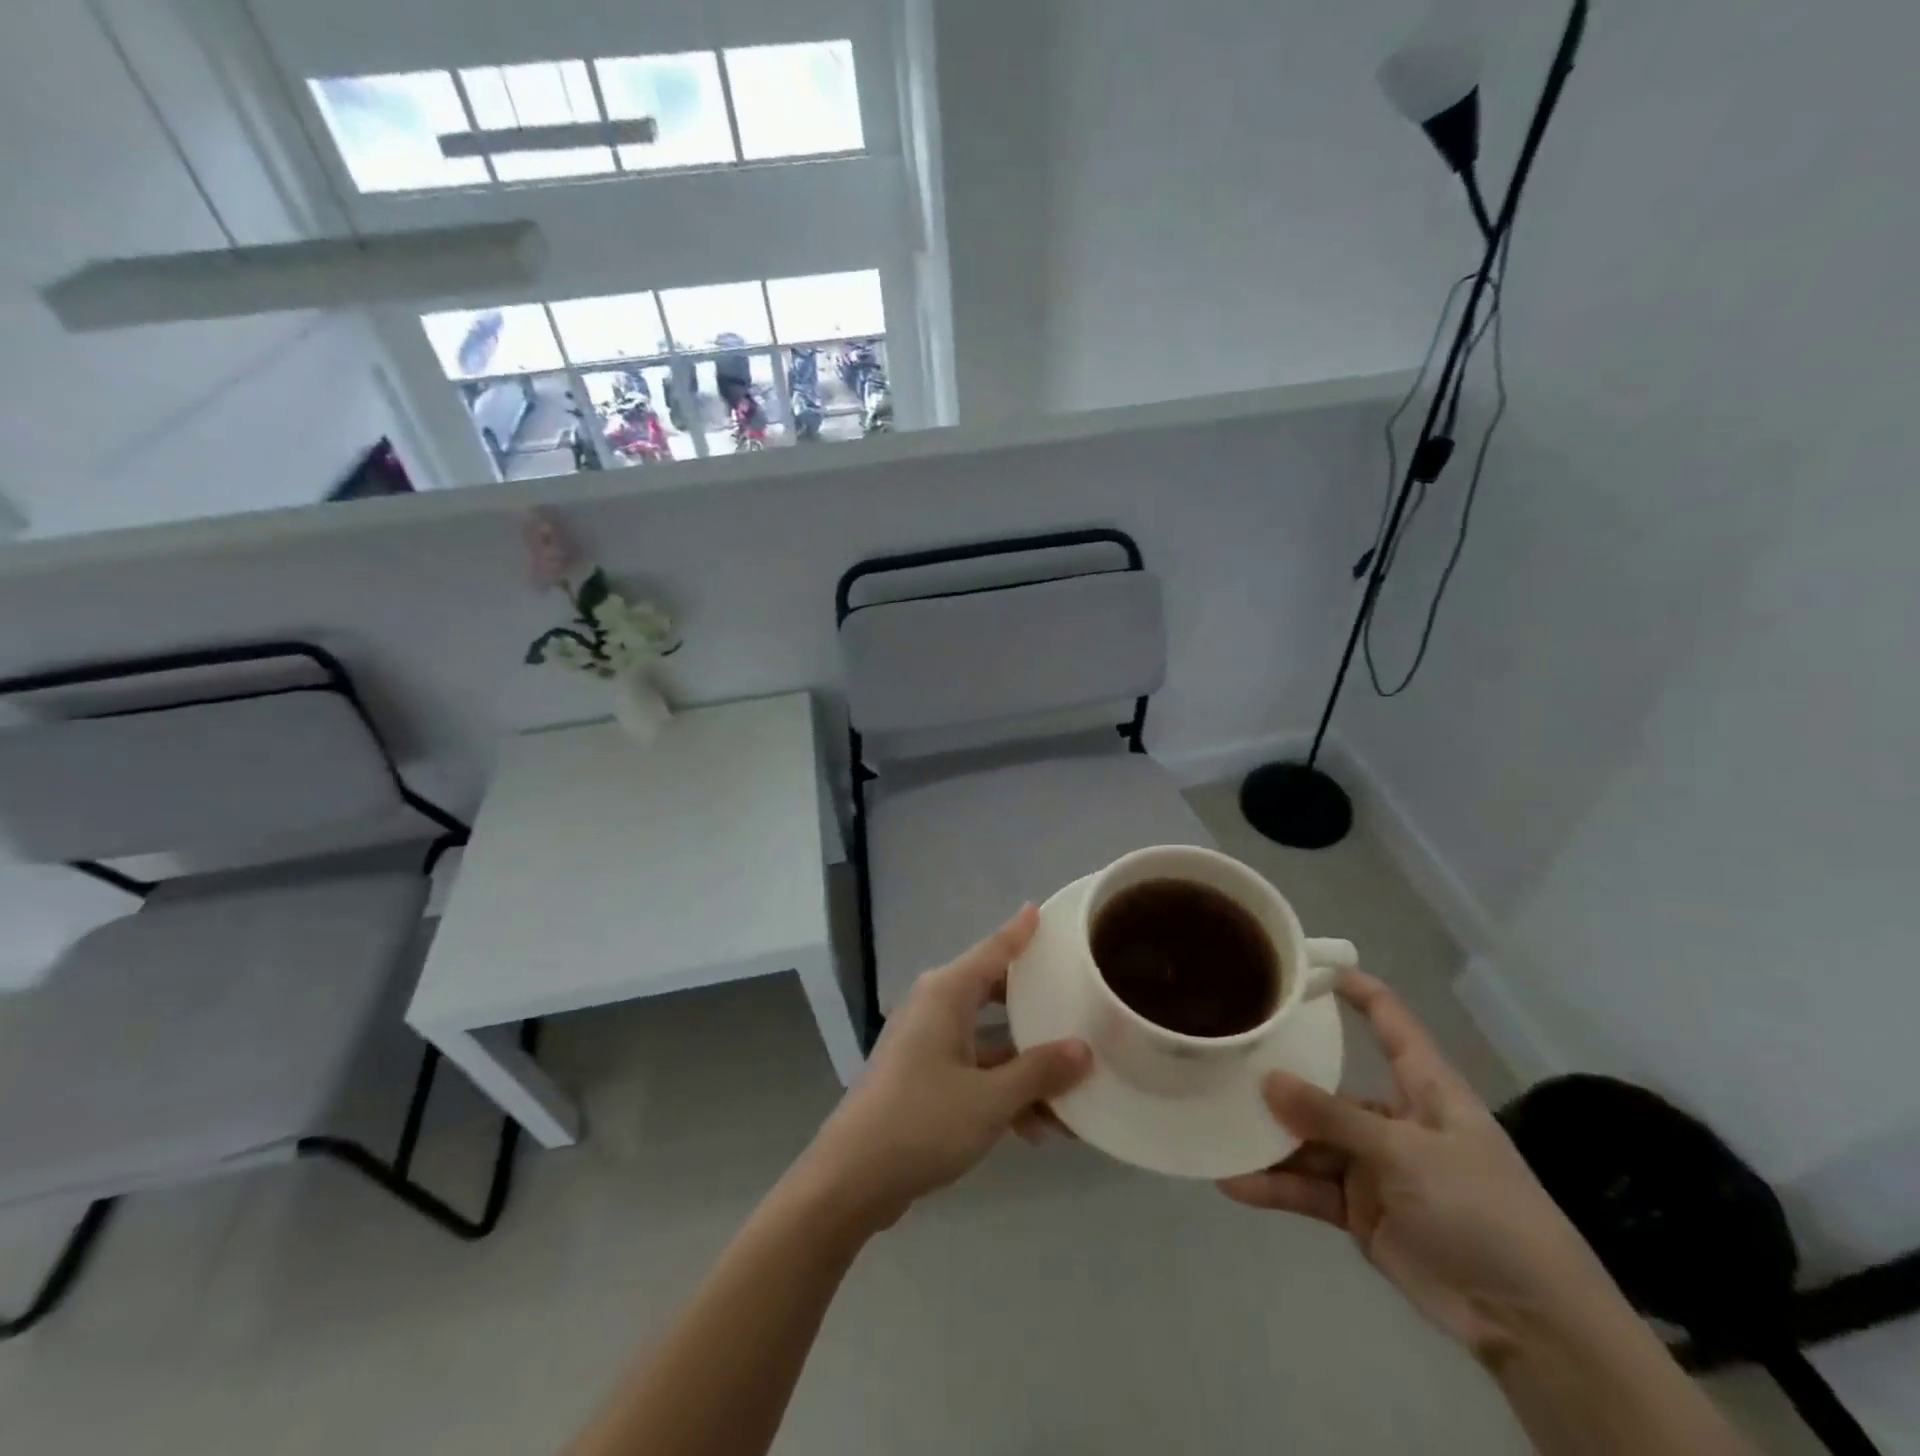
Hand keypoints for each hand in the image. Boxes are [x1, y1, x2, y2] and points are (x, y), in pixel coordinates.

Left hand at [798, 907, 1092, 1230]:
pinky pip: (973, 1068)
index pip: (993, 950)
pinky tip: (1036, 1129)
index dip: (1019, 932)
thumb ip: (1038, 1072)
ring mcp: (926, 1042)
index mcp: (946, 994)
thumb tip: (1083, 1049)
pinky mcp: (923, 1076)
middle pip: (993, 992)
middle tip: (1075, 1000)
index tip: (1041, 909)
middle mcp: (935, 1007)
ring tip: (1071, 1091)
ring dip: (1024, 1064)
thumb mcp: (989, 1100)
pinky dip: (1001, 1088)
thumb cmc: (921, 1122)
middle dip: (1034, 1004)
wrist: (851, 1178)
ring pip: (987, 1038)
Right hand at [1219, 970, 1618, 1362]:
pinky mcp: (1361, 1210)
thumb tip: (1267, 1081)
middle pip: (1329, 1087)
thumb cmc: (1482, 1211)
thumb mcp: (1407, 1155)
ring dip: (1269, 1139)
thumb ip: (1334, 1118)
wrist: (1530, 1323)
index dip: (1357, 990)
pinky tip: (1233, 1180)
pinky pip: (1309, 1188)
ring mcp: (1375, 1166)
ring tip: (1217, 1123)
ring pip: (1310, 1141)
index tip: (1308, 964)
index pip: (1391, 1023)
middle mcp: (1394, 1120)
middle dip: (1282, 1078)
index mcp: (1424, 1089)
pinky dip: (1275, 1186)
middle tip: (1227, 1058)